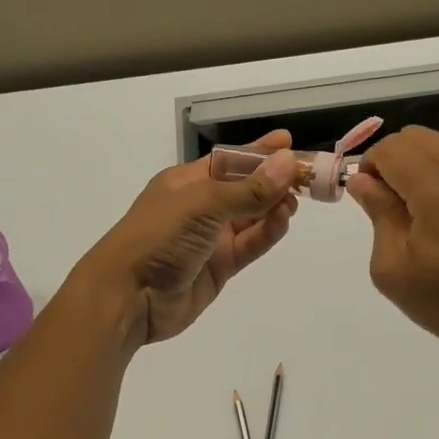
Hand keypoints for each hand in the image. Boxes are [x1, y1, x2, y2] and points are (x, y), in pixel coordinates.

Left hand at [73, 132, 299, 346]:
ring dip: (273, 207)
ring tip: (296, 201)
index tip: (288, 142)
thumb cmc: (158, 237)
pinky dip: (267, 233)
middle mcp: (200, 207)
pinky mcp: (220, 267)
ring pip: (251, 217)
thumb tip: (288, 163)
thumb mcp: (202, 204)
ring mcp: (210, 238)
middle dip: (274, 181)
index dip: (258, 152)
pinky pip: (250, 245)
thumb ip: (248, 189)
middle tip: (309, 176)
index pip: (229, 160)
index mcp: (187, 182)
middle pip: (244, 188)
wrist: (129, 296)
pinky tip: (283, 221)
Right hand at [348, 127, 438, 373]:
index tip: (374, 200)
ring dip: (432, 169)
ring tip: (438, 216)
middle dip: (399, 162)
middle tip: (401, 207)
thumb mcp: (394, 270)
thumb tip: (363, 180)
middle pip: (420, 137)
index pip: (391, 148)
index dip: (371, 167)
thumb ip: (378, 214)